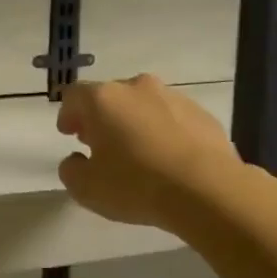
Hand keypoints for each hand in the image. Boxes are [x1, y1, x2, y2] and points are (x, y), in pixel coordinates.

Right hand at [56, 75, 252, 231]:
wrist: (208, 190)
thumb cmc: (136, 184)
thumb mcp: (86, 188)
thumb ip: (71, 169)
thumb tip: (77, 160)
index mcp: (103, 99)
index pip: (74, 95)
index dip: (68, 114)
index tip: (69, 134)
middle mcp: (136, 87)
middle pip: (110, 96)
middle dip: (101, 118)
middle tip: (100, 144)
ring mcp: (172, 97)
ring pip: (143, 104)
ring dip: (134, 122)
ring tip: (137, 152)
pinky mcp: (202, 113)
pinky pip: (172, 118)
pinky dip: (164, 131)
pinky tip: (168, 159)